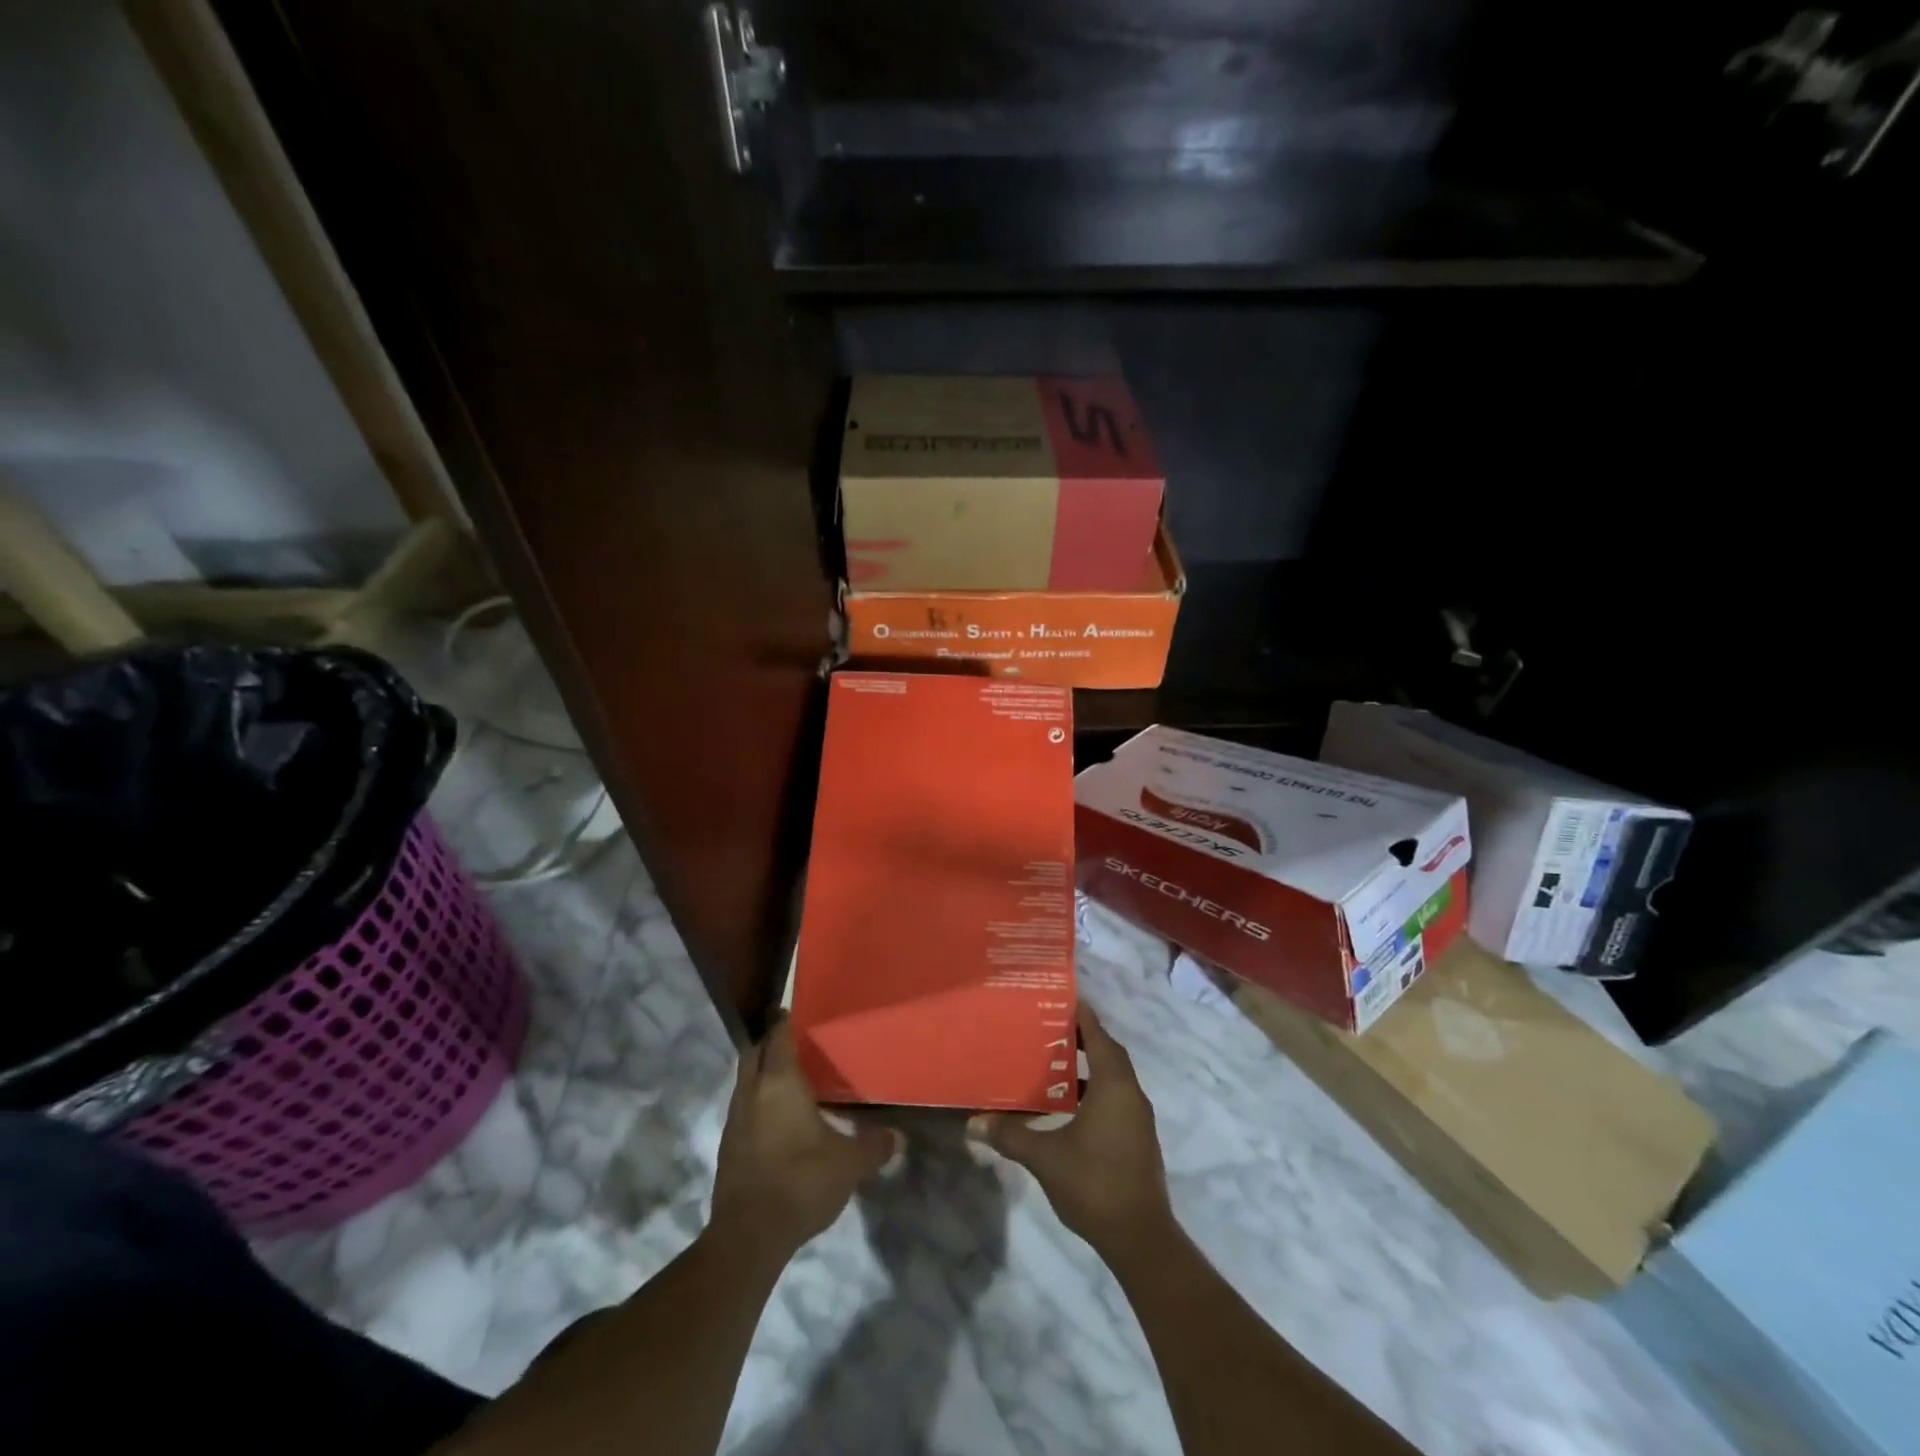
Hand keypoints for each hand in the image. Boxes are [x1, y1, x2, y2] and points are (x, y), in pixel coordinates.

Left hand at [709, 1020, 900, 1261]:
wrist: (748, 1236)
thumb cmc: (801, 1182)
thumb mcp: (849, 1164)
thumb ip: (874, 1145)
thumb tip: (898, 1137)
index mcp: (779, 1083)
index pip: (778, 1036)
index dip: (785, 1020)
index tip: (794, 1008)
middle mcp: (752, 1091)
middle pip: (755, 1052)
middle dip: (769, 1041)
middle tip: (792, 1038)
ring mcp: (735, 1118)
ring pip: (745, 1079)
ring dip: (760, 1071)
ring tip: (786, 1075)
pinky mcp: (728, 1145)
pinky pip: (742, 1106)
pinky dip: (756, 1100)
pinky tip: (775, 1115)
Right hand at [967, 1001, 1173, 1260]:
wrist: (1140, 1238)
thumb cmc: (1094, 1184)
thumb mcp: (1045, 1157)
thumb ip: (1010, 1135)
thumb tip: (972, 1123)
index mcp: (1114, 1086)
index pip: (1099, 1036)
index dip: (1082, 1015)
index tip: (1061, 998)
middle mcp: (1131, 1094)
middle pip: (1109, 1053)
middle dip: (1083, 1038)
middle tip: (1049, 1028)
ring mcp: (1138, 1118)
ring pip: (1114, 1078)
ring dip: (1089, 1067)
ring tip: (1053, 1063)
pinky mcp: (1138, 1138)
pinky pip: (1116, 1098)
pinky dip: (1095, 1091)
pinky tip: (1068, 1106)